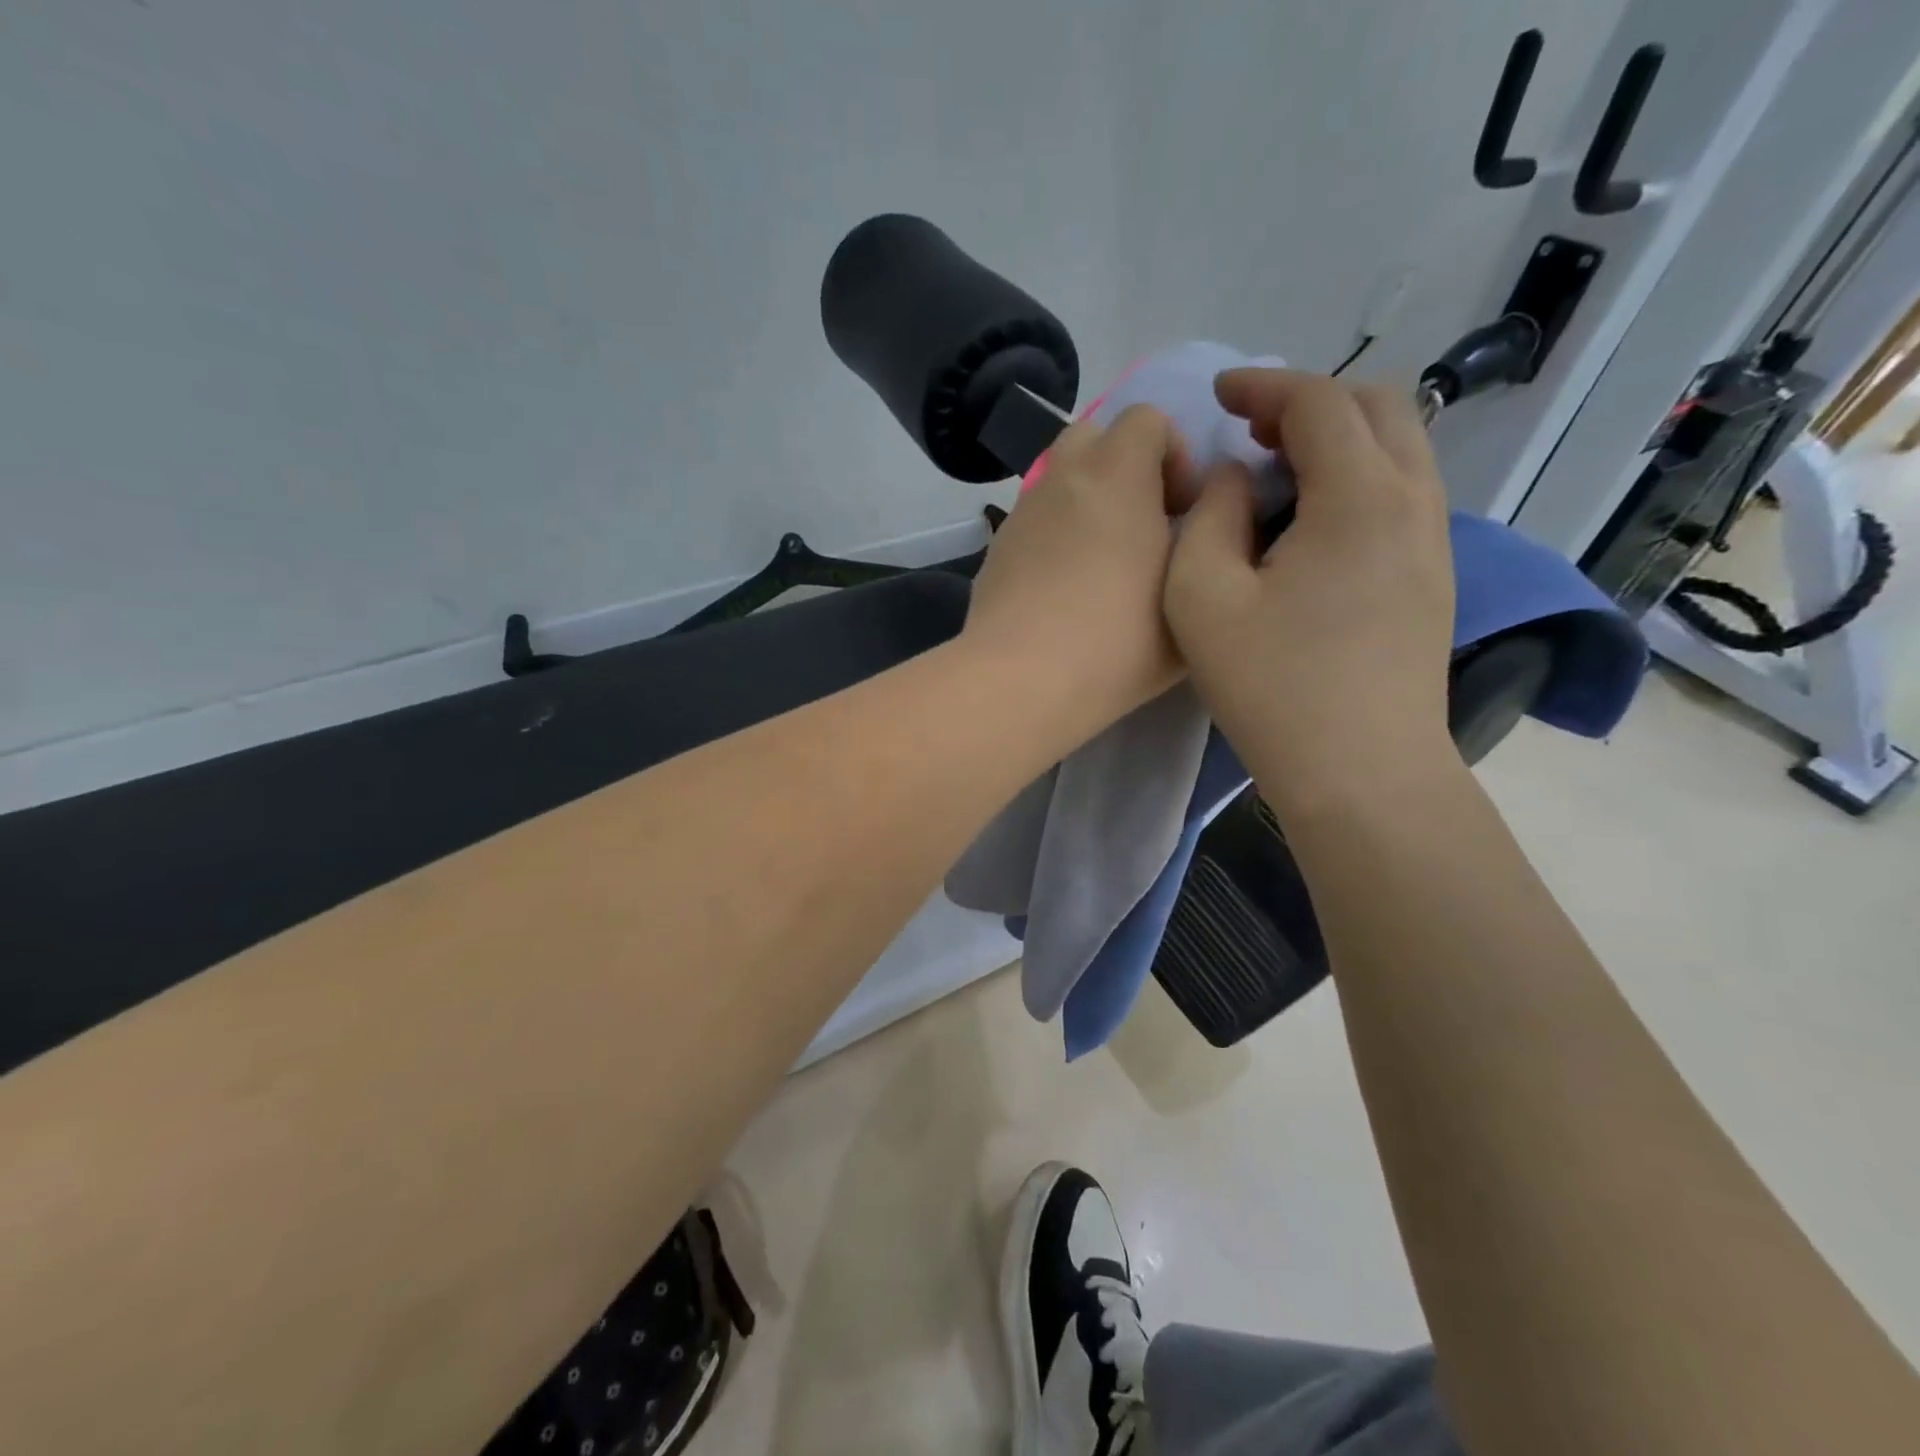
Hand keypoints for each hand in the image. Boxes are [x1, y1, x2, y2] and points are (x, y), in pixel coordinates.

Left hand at [963, 404, 1197, 738]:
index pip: (1146, 418)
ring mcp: (1020, 514)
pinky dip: (1054, 539)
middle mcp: (1060, 479)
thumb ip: (1204, 542)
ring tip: (1102, 566)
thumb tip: (1194, 520)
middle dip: (1124, 468)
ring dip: (1087, 505)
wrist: (1023, 681)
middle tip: (1141, 527)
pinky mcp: (995, 551)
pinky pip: (1034, 524)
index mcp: (1115, 473)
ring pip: (1059, 483)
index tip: (1181, 510)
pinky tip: (1063, 594)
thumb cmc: (1119, 639)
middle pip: (1092, 438)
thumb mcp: (1191, 595)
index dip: (1174, 454)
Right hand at [1163, 368, 1455, 802]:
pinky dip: (1356, 478)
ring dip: (1337, 439)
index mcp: (1360, 497)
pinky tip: (1310, 524)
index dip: (1263, 385)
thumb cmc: (1273, 688)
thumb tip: (1237, 481)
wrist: (1362, 773)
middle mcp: (1413, 502)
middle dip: (1308, 401)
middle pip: (1378, 407)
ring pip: (1399, 448)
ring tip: (1276, 474)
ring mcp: (1434, 541)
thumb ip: (1210, 518)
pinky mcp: (1434, 577)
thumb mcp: (1203, 598)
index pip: (1319, 401)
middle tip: (1249, 432)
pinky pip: (1401, 492)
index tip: (1217, 395)